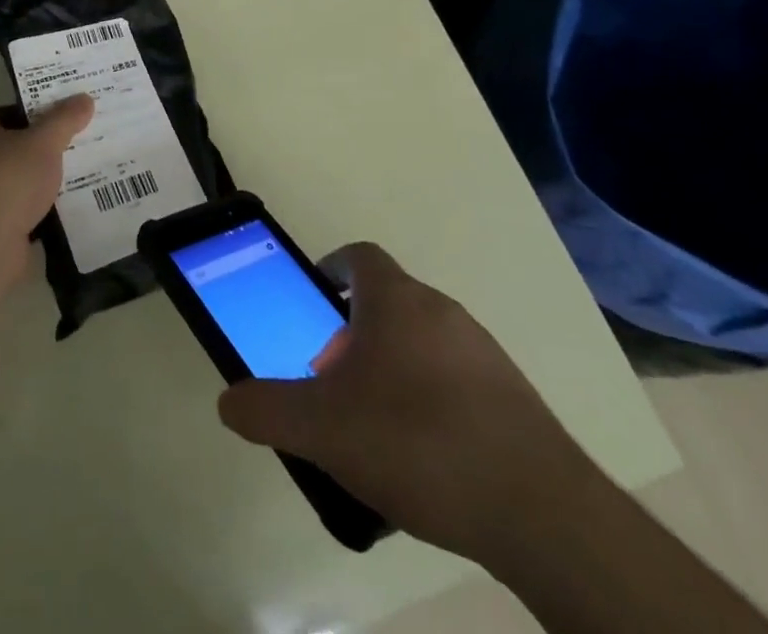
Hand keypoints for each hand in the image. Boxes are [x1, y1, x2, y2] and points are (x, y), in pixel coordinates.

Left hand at [0, 96, 94, 277]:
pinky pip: (29, 212)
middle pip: (19, 147)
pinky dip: (48, 211)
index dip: (39, 110)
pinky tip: (75, 209)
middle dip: (48, 147)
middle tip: (85, 141)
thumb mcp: (43, 141)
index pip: (12, 112)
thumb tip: (84, 98)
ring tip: (88, 174)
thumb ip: (64, 120)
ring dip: (49, 181)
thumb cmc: (9, 179)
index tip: (68, 112)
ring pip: (26, 182)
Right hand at [216, 243, 606, 569]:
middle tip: (333, 378)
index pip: (359, 256)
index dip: (332, 268)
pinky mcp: (513, 396)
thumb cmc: (416, 441)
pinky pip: (457, 379)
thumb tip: (228, 401)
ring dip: (393, 366)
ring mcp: (484, 351)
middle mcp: (441, 310)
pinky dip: (432, 399)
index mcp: (396, 300)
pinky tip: (424, 455)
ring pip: (423, 341)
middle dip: (354, 332)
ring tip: (375, 424)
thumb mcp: (322, 428)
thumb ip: (267, 410)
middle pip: (388, 302)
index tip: (315, 300)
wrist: (539, 510)